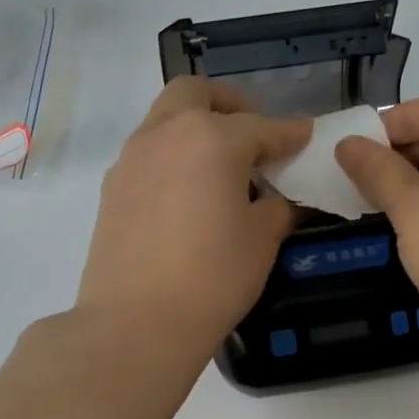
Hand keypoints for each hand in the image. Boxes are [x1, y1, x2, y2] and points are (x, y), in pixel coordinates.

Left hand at [77, 79, 310, 359]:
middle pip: (197, 93)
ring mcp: (132, 158)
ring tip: (221, 168)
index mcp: (211, 138)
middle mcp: (166, 134)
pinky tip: (188, 195)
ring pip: (166, 119)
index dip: (291, 133)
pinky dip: (173, 156)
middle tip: (253, 135)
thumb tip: (279, 198)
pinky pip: (148, 152)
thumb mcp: (262, 240)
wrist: (135, 324)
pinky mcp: (112, 187)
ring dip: (196, 127)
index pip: (263, 126)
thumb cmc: (212, 278)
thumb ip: (277, 206)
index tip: (307, 136)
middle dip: (230, 104)